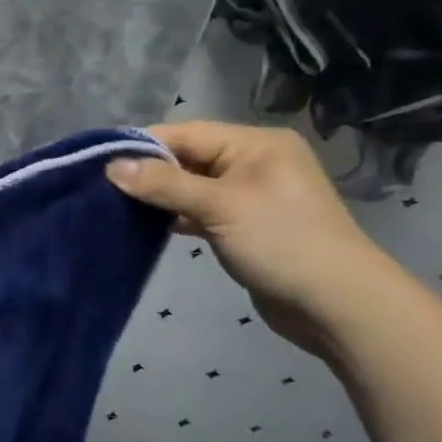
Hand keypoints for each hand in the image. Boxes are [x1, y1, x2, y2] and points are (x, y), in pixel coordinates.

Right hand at [105, 121, 395, 357]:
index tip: (100, 163)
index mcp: (255, 144)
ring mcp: (251, 194)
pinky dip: (175, 215)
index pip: (185, 133)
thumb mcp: (219, 206)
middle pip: (186, 157)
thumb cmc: (282, 243)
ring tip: (118, 205)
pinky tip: (147, 224)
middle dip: (148, 172)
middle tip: (105, 187)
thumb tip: (111, 166)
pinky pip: (200, 209)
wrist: (342, 308)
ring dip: (159, 196)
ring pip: (190, 185)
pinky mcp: (245, 225)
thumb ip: (163, 183)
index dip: (142, 146)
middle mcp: (254, 161)